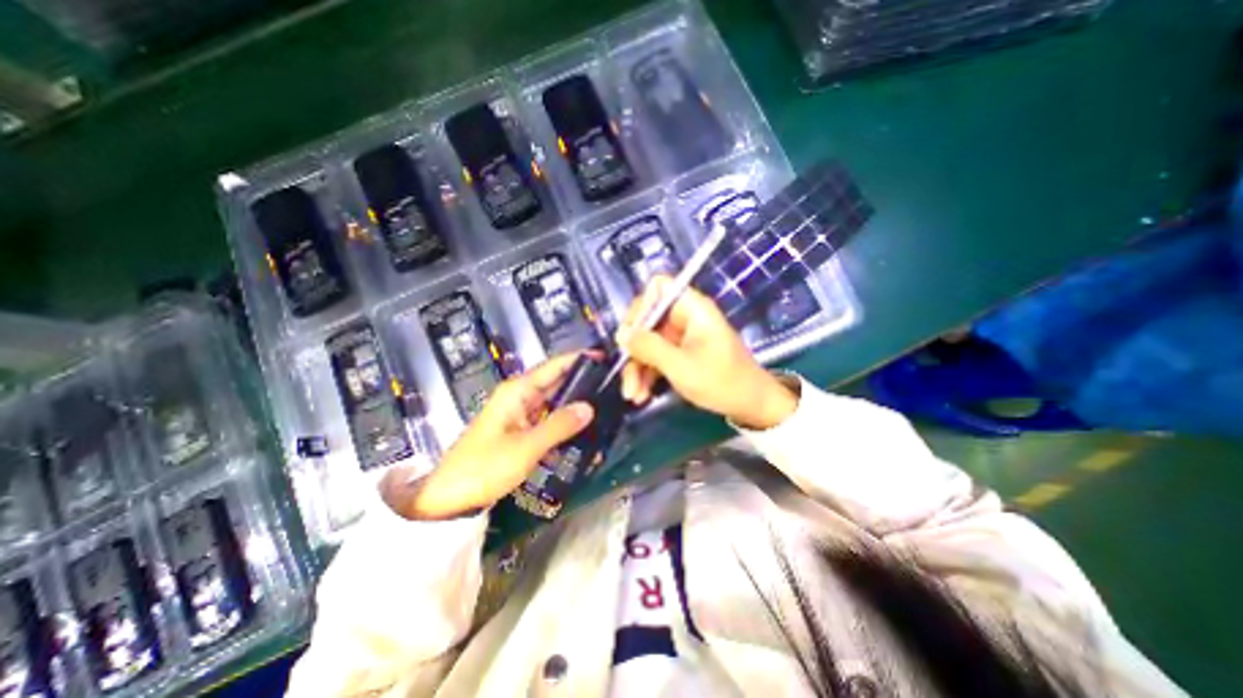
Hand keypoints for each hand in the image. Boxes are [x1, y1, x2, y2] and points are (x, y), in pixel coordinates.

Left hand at [387, 351, 593, 520]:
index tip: (605, 358)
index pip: (554, 366)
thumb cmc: (484, 468)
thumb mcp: (525, 447)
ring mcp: (519, 415)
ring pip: (553, 403)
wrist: (447, 500)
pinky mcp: (520, 432)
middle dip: (582, 383)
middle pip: (555, 383)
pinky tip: (584, 430)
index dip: (579, 360)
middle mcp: (519, 397)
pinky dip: (564, 423)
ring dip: (575, 405)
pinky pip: (547, 421)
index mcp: (517, 391)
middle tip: (613, 386)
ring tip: (606, 405)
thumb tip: (589, 407)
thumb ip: (559, 425)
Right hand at [616, 275, 801, 429]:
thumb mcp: (680, 366)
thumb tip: (621, 334)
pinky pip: (656, 356)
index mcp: (692, 308)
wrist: (751, 405)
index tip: (629, 335)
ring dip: (637, 368)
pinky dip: (647, 374)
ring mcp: (682, 336)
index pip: (658, 288)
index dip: (641, 306)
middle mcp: (685, 317)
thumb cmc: (721, 381)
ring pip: (648, 342)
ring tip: (633, 395)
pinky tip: (641, 395)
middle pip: (647, 320)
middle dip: (634, 350)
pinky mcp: (681, 353)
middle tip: (627, 377)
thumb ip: (649, 347)